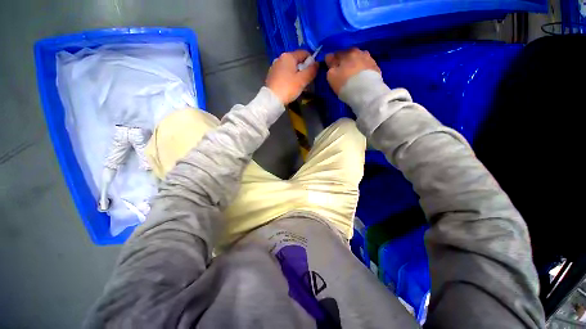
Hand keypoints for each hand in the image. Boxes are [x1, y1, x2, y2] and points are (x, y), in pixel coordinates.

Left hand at [266, 50, 318, 104]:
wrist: (272, 99)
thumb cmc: (288, 88)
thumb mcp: (303, 80)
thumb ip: (311, 70)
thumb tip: (317, 63)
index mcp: (288, 56)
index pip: (304, 53)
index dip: (311, 61)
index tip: (313, 72)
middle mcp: (280, 58)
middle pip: (297, 60)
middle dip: (303, 69)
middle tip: (306, 81)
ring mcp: (275, 67)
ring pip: (290, 68)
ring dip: (297, 74)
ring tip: (299, 86)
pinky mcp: (272, 75)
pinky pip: (284, 73)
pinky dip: (289, 78)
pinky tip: (290, 87)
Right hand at [325, 48, 380, 94]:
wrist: (366, 92)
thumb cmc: (345, 84)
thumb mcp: (332, 76)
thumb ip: (330, 66)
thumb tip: (329, 57)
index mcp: (347, 53)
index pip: (336, 54)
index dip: (332, 61)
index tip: (331, 68)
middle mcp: (359, 52)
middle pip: (349, 55)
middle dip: (345, 62)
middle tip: (343, 72)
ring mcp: (369, 59)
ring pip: (359, 59)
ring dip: (356, 64)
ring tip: (353, 74)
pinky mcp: (376, 68)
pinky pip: (367, 66)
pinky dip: (363, 70)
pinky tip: (362, 77)